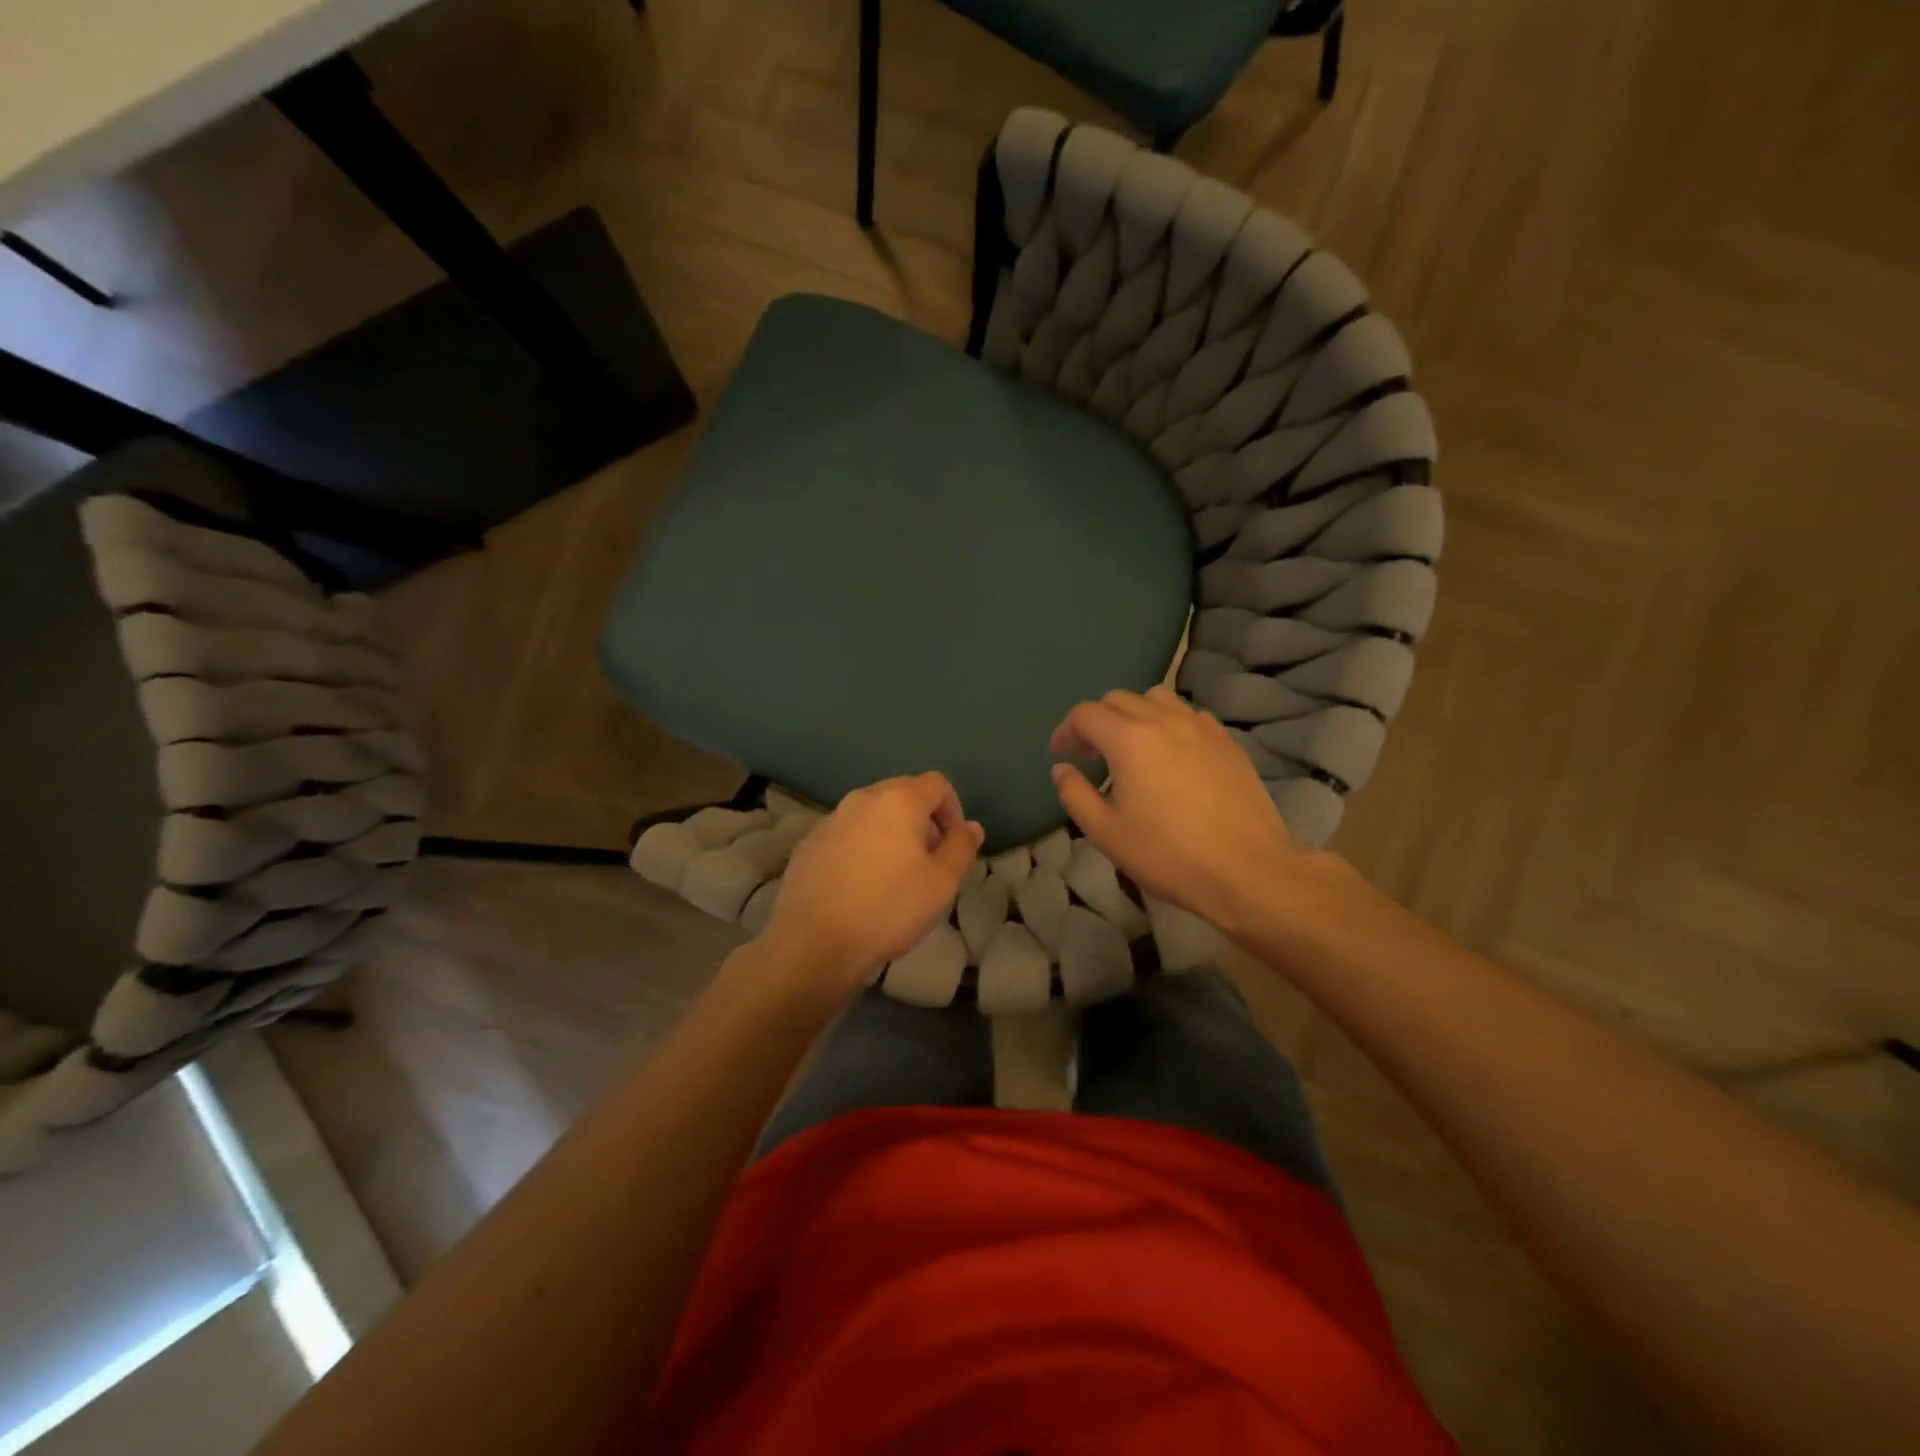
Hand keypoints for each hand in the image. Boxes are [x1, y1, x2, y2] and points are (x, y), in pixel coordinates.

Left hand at [762, 772, 984, 990]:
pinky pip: (846, 834)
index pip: (937, 784)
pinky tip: (860, 886)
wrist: (814, 941)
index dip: (953, 810)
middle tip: (928, 861)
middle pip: (902, 794)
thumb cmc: (888, 908)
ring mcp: (831, 819)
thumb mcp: (942, 882)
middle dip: (922, 820)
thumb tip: (971, 826)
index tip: (953, 846)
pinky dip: (861, 848)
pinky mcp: (809, 843)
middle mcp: (862, 798)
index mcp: (898, 799)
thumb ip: (961, 846)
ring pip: (872, 814)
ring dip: (890, 833)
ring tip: (894, 875)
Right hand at [1050, 687, 1307, 934]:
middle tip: (1091, 754)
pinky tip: (1173, 754)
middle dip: (1096, 721)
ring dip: (1134, 714)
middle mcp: (1163, 720)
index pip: (1086, 714)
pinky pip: (1189, 715)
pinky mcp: (1227, 741)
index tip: (1060, 754)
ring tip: (1132, 747)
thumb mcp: (1106, 833)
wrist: (1246, 870)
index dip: (1066, 730)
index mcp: (1128, 739)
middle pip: (1118, 699)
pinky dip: (1170, 723)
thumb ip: (1075, 794)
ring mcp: (1200, 727)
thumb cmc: (1168, 854)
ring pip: (1157, 699)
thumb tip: (1062, 769)